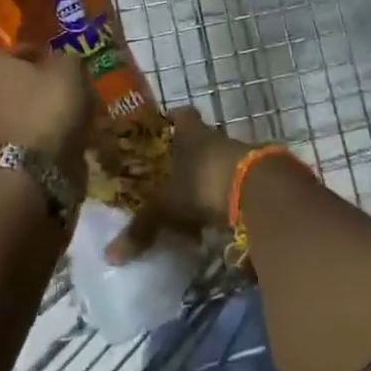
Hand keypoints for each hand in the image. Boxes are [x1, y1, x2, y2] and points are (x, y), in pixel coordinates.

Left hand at [0, 48, 93, 188]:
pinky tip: (51, 145)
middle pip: (13, 84)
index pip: (22, 52)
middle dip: (37, 88)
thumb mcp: (69, 70)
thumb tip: (61, 64)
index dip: (48, 58)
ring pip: (12, 113)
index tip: (67, 70)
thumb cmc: (46, 109)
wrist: (29, 174)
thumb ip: (65, 59)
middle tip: (65, 96)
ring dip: (32, 116)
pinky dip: (29, 140)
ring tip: (63, 124)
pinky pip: (13, 139)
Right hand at [106, 106, 250, 262]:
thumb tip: (111, 255)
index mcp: (192, 134)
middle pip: (203, 139)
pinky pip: (238, 183)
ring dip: (210, 177)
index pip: (182, 115)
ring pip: (221, 161)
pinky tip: (220, 217)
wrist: (258, 190)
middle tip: (174, 172)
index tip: (166, 123)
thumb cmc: (204, 183)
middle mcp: (216, 138)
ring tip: (196, 201)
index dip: (174, 118)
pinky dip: (228, 196)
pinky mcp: (259, 176)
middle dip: (190, 153)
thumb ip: (143, 227)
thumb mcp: (168, 206)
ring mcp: (241, 154)